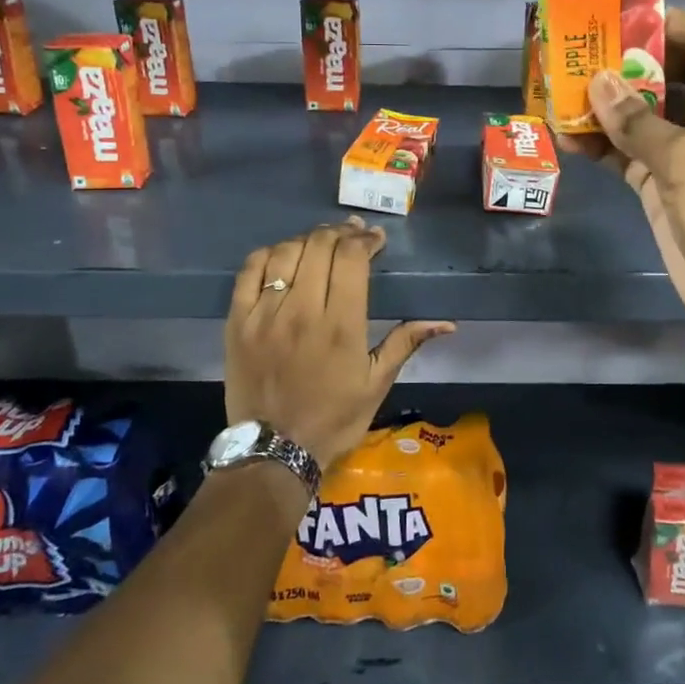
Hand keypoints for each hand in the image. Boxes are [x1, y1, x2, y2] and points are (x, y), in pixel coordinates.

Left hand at [225, 218, 454, 470]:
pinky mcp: (238, 321)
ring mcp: (265, 314)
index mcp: (341, 325)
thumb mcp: (377, 384)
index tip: (376, 238)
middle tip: (352, 235)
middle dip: (341, 232)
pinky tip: (284, 257)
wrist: (274, 450)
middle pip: (319, 246)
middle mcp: (302, 310)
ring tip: (321, 243)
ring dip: (308, 239)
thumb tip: (447, 323)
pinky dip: (270, 254)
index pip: (352, 258)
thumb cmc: (333, 418)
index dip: (366, 239)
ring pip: (285, 252)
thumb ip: (406, 343)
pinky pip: (249, 271)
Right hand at [566, 10, 684, 395]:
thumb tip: (598, 80)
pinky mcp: (669, 190)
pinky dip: (603, 147)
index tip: (607, 15)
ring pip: (642, 116)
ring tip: (554, 92)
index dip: (657, 21)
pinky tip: (565, 138)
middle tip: (569, 52)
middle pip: (665, 72)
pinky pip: (630, 156)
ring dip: (604, 107)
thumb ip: (637, 120)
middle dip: (621, 63)